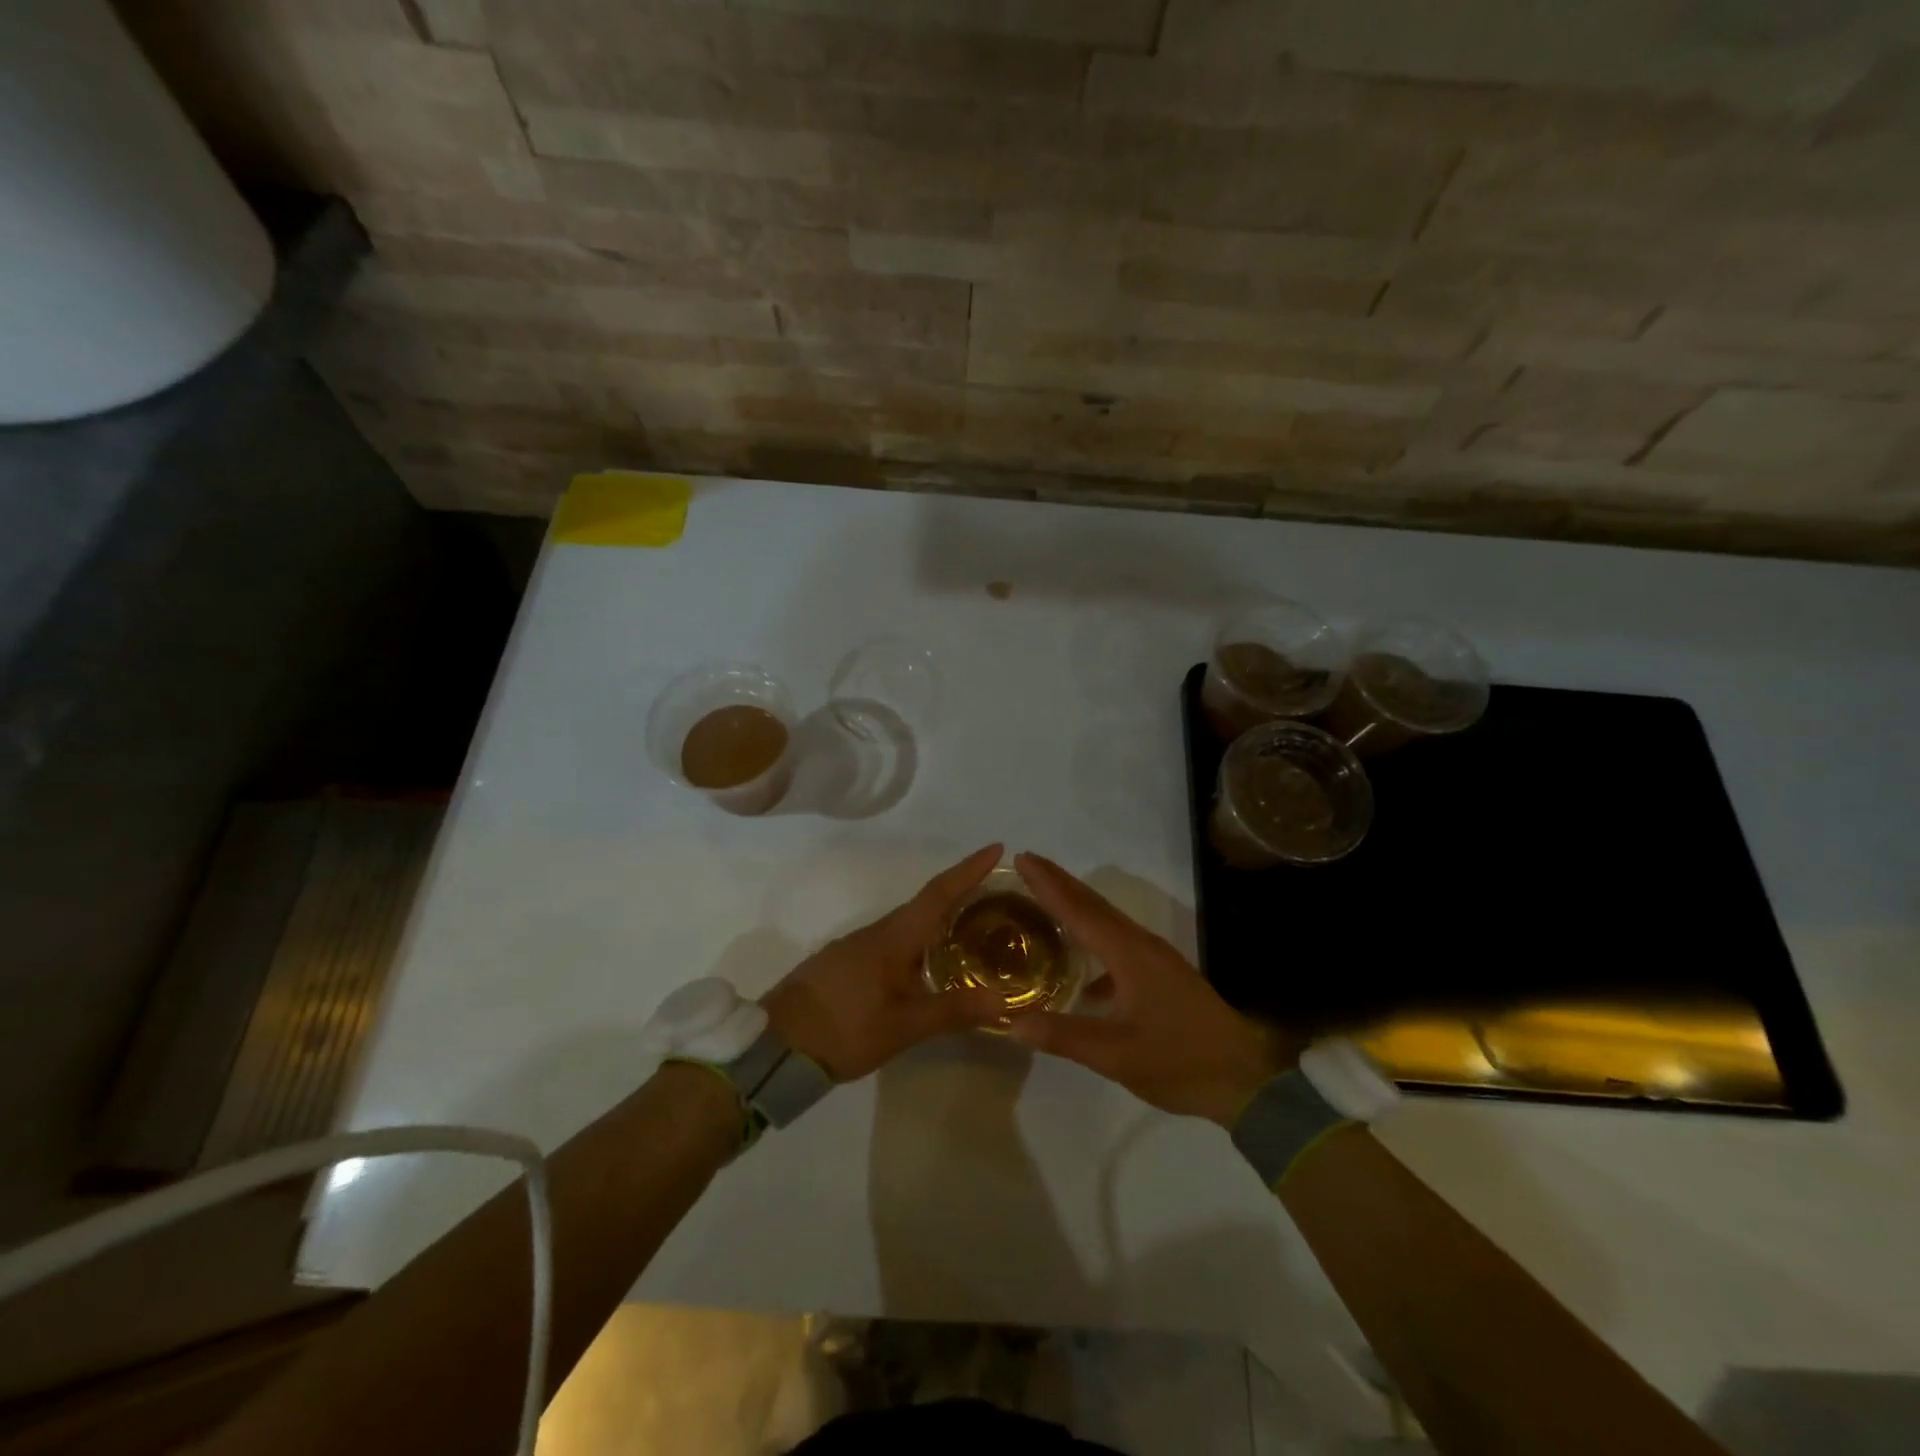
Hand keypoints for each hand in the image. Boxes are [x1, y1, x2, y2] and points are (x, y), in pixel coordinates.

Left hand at [762, 845, 1008, 1081]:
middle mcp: (877, 932)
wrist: (775, 1046)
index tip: (996, 848)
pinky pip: (894, 940)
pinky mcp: (846, 964)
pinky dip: (920, 939)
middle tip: (997, 893)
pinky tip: (929, 961)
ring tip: (972, 927)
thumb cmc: (843, 1029)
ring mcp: (858, 947)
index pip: (938, 893)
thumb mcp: (902, 1026)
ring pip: (908, 923)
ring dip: (940, 917)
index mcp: (894, 937)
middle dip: (961, 892)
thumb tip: (1004, 999)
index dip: (968, 870)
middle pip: (925, 903)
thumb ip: (952, 1010)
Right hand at [1006, 853, 1302, 1124]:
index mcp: (1128, 953)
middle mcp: (1140, 945)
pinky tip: (1079, 962)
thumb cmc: (1179, 1061)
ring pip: (1107, 920)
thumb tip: (1012, 1022)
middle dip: (1059, 882)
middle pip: (1093, 904)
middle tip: (1027, 863)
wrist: (1243, 1078)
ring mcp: (1154, 958)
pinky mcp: (1161, 973)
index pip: (1079, 910)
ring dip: (1075, 904)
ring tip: (1044, 897)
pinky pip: (1117, 940)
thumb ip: (1064, 1035)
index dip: (1048, 884)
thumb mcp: (1115, 1055)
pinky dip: (1092, 936)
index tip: (1022, 858)